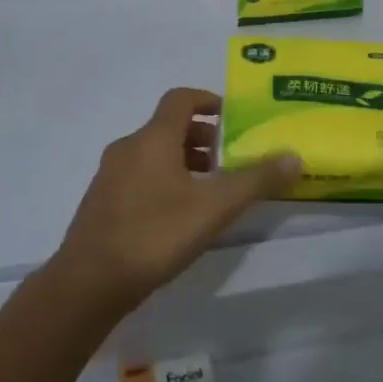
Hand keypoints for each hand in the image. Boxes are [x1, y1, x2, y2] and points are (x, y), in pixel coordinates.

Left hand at [49, 87, 301, 316]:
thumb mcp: (215, 207)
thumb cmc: (155, 234)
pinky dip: (164, 180)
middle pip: (169, 127)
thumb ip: (255, 180)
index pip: (181, 98)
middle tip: (230, 159)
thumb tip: (294, 156)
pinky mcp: (102, 202)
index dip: (210, 101)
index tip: (235, 118)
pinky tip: (179, 215)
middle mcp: (128, 147)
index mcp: (153, 138)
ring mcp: (110, 175)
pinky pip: (139, 176)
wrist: (89, 283)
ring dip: (184, 161)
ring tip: (210, 189)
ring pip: (154, 154)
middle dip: (203, 137)